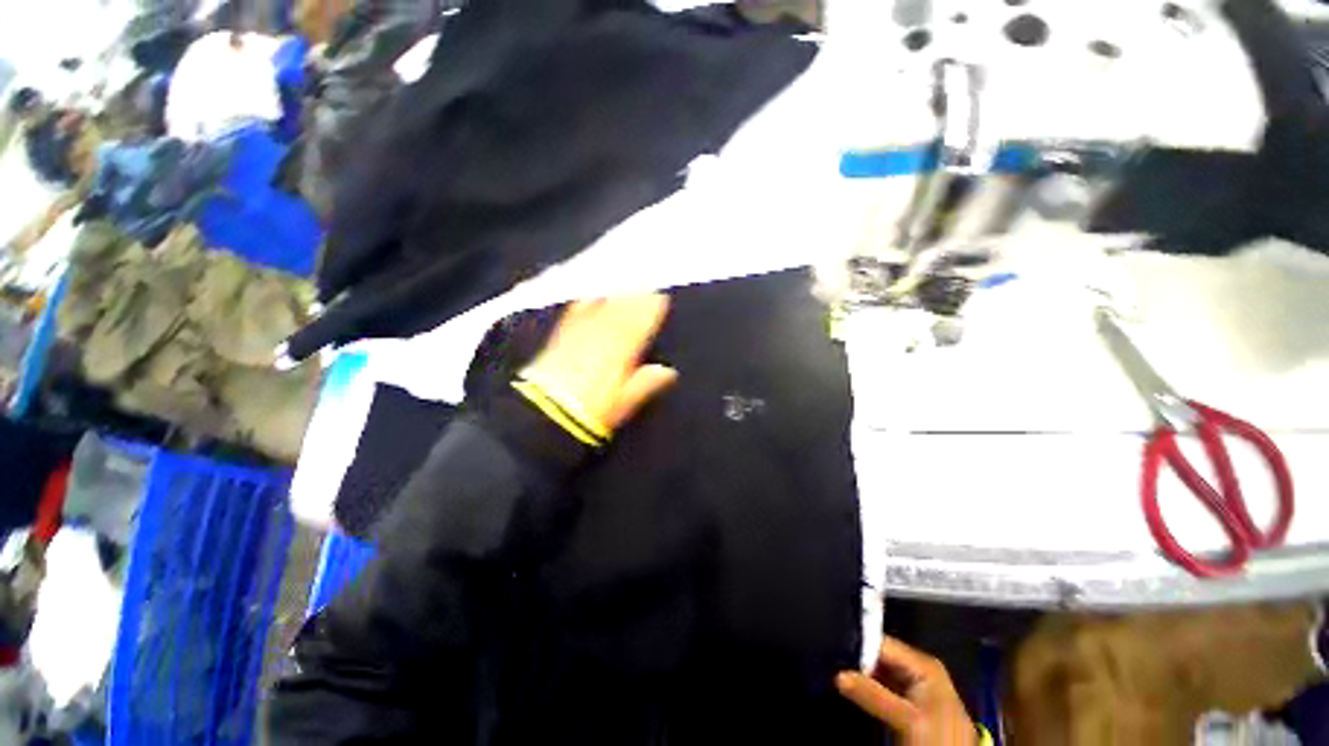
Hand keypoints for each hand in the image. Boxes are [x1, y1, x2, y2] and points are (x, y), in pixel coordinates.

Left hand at [521, 294, 677, 434]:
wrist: (546, 410)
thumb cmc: (591, 410)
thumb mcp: (623, 402)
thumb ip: (645, 383)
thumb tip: (668, 371)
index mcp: (621, 350)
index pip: (640, 322)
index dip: (651, 309)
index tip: (661, 297)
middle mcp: (602, 334)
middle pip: (623, 309)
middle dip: (636, 297)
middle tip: (647, 288)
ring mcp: (581, 331)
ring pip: (603, 306)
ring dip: (617, 295)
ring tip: (627, 287)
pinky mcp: (562, 334)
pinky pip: (578, 310)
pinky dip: (588, 300)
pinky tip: (593, 294)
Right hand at [837, 637, 978, 745]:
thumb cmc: (940, 739)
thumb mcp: (909, 720)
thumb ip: (874, 695)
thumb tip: (837, 674)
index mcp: (923, 664)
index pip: (882, 643)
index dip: (857, 644)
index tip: (831, 646)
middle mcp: (916, 669)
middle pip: (878, 656)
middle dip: (855, 659)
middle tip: (829, 658)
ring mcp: (911, 687)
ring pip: (876, 671)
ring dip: (857, 674)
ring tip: (832, 667)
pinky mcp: (904, 704)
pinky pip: (878, 687)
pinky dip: (863, 687)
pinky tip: (846, 685)